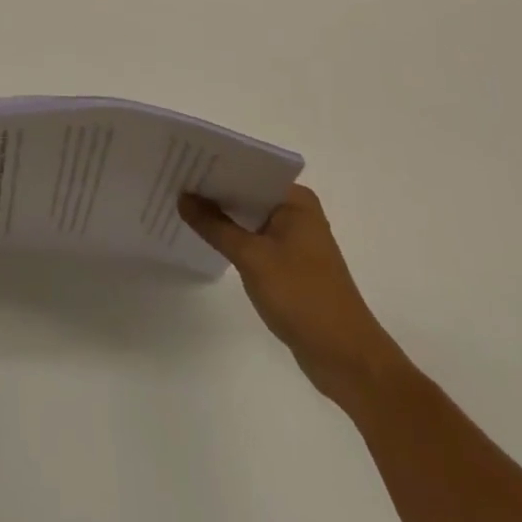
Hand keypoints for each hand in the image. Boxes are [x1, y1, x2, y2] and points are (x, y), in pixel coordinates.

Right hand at [179, 184, 406, 407]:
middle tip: (173, 180)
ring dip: (221, 216)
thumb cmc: (303, 298)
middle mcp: (296, 212)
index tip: (181, 161)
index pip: (248, 170)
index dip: (215, 166)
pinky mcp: (289, 264)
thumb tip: (183, 197)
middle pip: (247, 192)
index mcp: (295, 200)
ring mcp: (294, 239)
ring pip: (248, 217)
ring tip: (180, 204)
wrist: (347, 361)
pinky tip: (204, 237)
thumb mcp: (252, 258)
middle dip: (214, 190)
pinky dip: (232, 238)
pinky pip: (253, 239)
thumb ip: (215, 226)